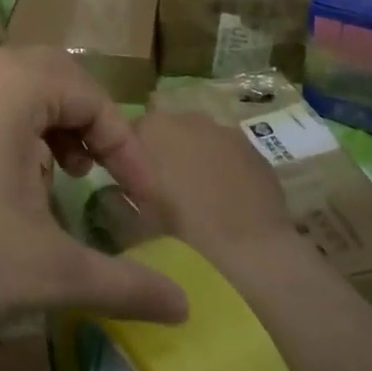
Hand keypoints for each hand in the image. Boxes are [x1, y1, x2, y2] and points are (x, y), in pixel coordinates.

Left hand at [0, 47, 189, 360]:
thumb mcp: (46, 273)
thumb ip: (124, 284)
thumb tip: (187, 310)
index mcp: (10, 80)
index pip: (93, 98)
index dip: (128, 152)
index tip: (145, 204)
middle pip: (51, 81)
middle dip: (84, 130)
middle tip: (92, 179)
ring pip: (9, 90)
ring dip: (42, 129)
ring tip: (45, 184)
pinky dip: (1, 133)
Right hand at [130, 111, 296, 266]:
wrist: (249, 252)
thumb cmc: (180, 234)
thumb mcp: (133, 216)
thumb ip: (119, 190)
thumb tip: (117, 183)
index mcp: (149, 128)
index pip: (128, 133)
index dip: (128, 160)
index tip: (130, 186)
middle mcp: (186, 118)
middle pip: (166, 133)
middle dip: (163, 155)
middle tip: (163, 194)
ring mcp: (224, 131)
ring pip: (199, 141)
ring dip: (194, 160)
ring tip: (197, 199)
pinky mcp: (254, 149)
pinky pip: (228, 154)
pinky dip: (223, 169)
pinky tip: (226, 201)